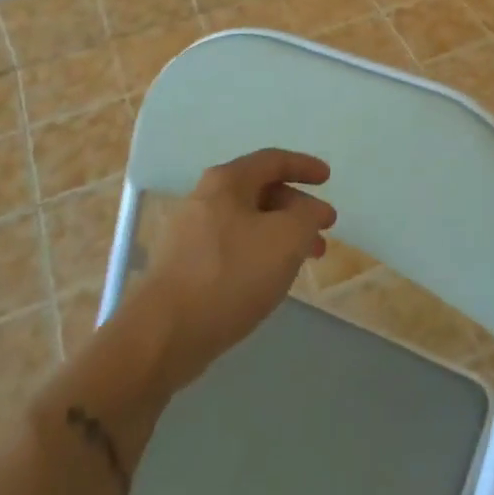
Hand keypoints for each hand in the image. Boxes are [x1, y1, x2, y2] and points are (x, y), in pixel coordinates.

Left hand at [130, 149, 336, 390]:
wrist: (165, 334)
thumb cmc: (231, 274)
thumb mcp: (287, 238)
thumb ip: (307, 216)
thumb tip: (310, 211)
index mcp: (227, 181)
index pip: (273, 160)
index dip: (304, 166)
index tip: (328, 178)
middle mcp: (205, 198)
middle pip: (261, 192)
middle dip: (298, 209)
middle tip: (324, 230)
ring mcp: (191, 233)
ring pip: (249, 223)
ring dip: (282, 234)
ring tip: (306, 260)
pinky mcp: (185, 266)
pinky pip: (233, 247)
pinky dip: (260, 253)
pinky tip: (272, 278)